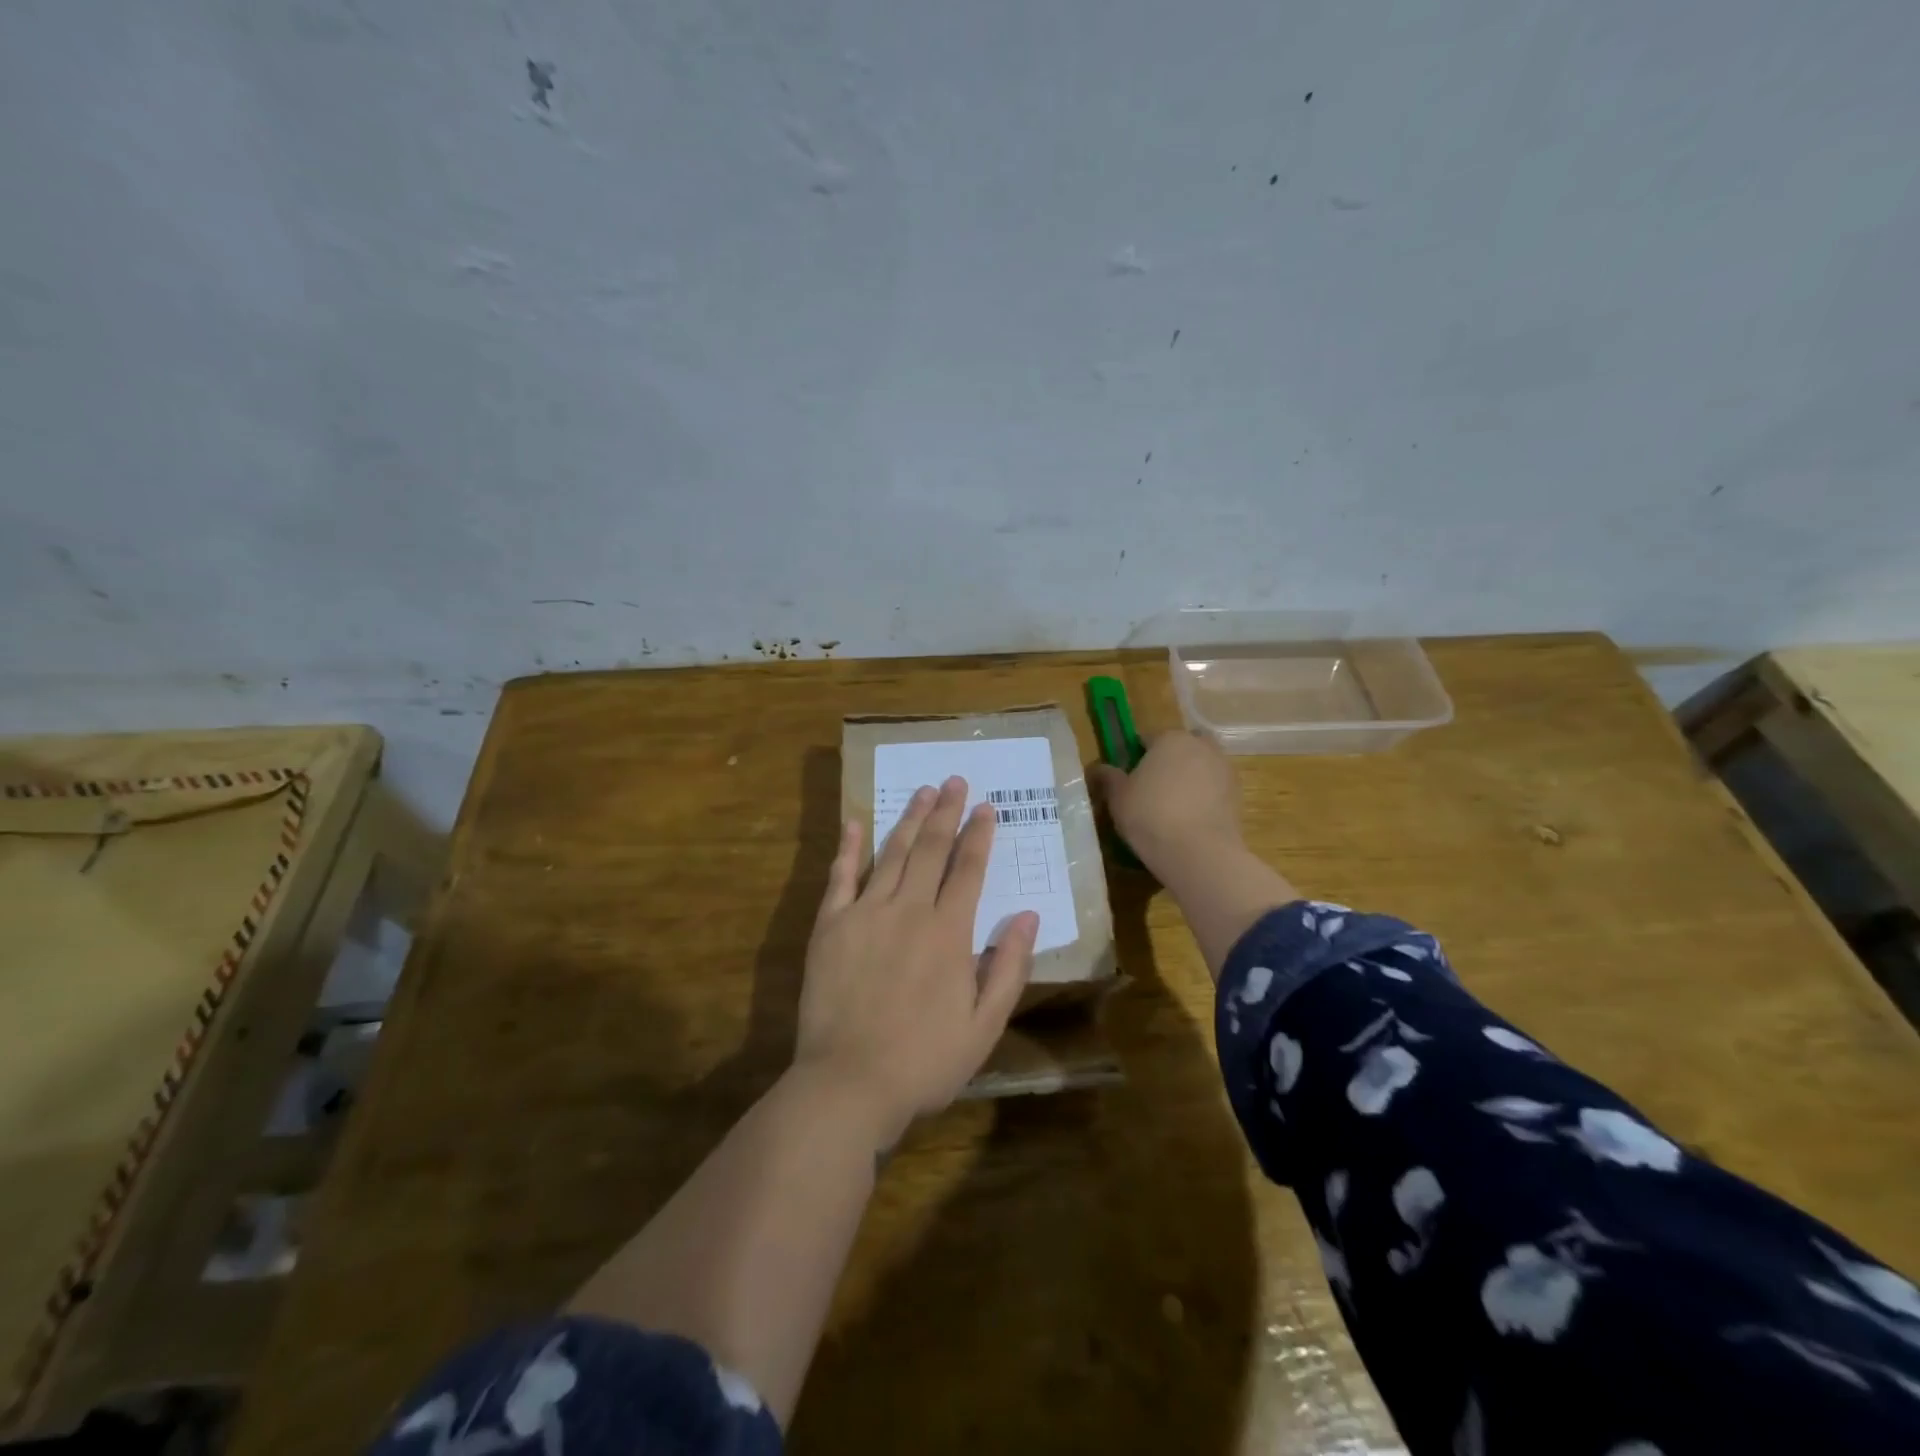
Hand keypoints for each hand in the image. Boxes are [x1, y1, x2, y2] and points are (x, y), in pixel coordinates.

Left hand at [796, 777, 1036, 1144]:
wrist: (849, 1083)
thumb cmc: (925, 1060)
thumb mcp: (984, 1024)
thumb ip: (1009, 966)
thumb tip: (1028, 915)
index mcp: (949, 932)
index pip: (968, 869)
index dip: (979, 835)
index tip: (986, 807)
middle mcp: (908, 910)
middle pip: (931, 849)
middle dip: (946, 812)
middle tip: (954, 780)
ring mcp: (865, 914)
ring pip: (891, 854)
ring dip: (909, 819)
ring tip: (922, 791)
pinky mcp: (829, 927)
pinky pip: (840, 878)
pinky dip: (849, 848)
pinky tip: (855, 822)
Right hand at [1090, 730, 1242, 875]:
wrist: (1199, 853)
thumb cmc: (1150, 816)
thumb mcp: (1118, 797)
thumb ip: (1109, 777)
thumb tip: (1099, 768)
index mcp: (1170, 739)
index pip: (1148, 738)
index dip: (1136, 757)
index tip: (1128, 778)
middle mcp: (1201, 746)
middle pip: (1181, 747)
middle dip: (1170, 761)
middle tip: (1153, 788)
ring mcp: (1224, 769)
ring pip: (1201, 767)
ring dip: (1190, 778)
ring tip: (1172, 808)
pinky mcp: (1238, 795)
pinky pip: (1214, 789)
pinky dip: (1204, 798)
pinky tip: (1190, 821)